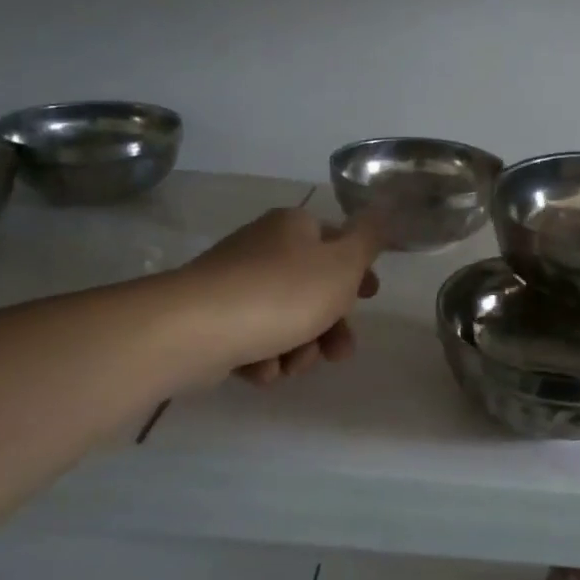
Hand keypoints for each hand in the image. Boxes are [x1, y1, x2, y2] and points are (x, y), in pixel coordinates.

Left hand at [179, 208, 381, 384]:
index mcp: (294, 228)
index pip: (336, 242)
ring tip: (291, 365)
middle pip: (314, 290)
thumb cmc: (283, 293)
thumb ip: (369, 239)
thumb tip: (383, 210)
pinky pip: (253, 341)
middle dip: (331, 328)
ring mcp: (235, 285)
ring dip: (299, 349)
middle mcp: (263, 249)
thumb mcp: (343, 264)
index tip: (371, 298)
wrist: (197, 329)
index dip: (359, 272)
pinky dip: (263, 359)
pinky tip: (260, 369)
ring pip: (286, 322)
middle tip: (339, 353)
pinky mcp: (213, 320)